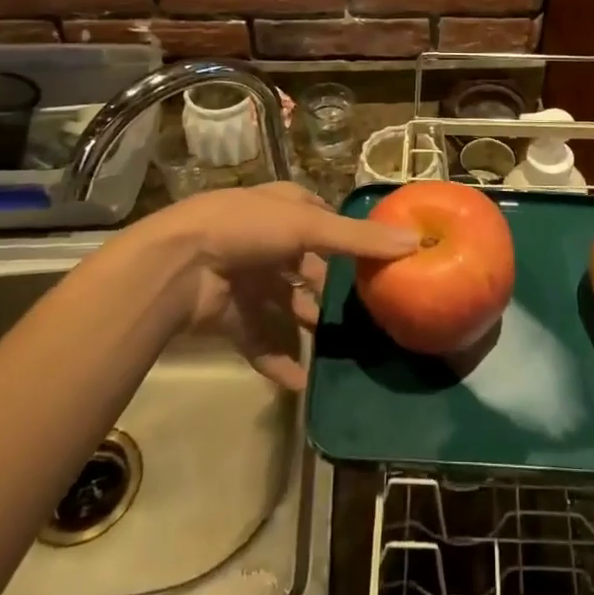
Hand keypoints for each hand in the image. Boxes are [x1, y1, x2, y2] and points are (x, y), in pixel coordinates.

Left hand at [139, 182, 417, 389]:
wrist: (177, 266)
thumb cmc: (247, 229)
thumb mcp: (309, 226)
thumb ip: (360, 239)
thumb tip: (416, 241)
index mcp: (282, 209)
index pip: (320, 219)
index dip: (346, 236)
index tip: (376, 260)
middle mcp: (265, 240)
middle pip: (304, 268)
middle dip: (327, 291)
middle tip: (362, 314)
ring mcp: (245, 279)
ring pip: (284, 307)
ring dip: (305, 328)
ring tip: (338, 353)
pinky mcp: (229, 315)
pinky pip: (261, 341)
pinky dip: (279, 361)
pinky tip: (302, 384)